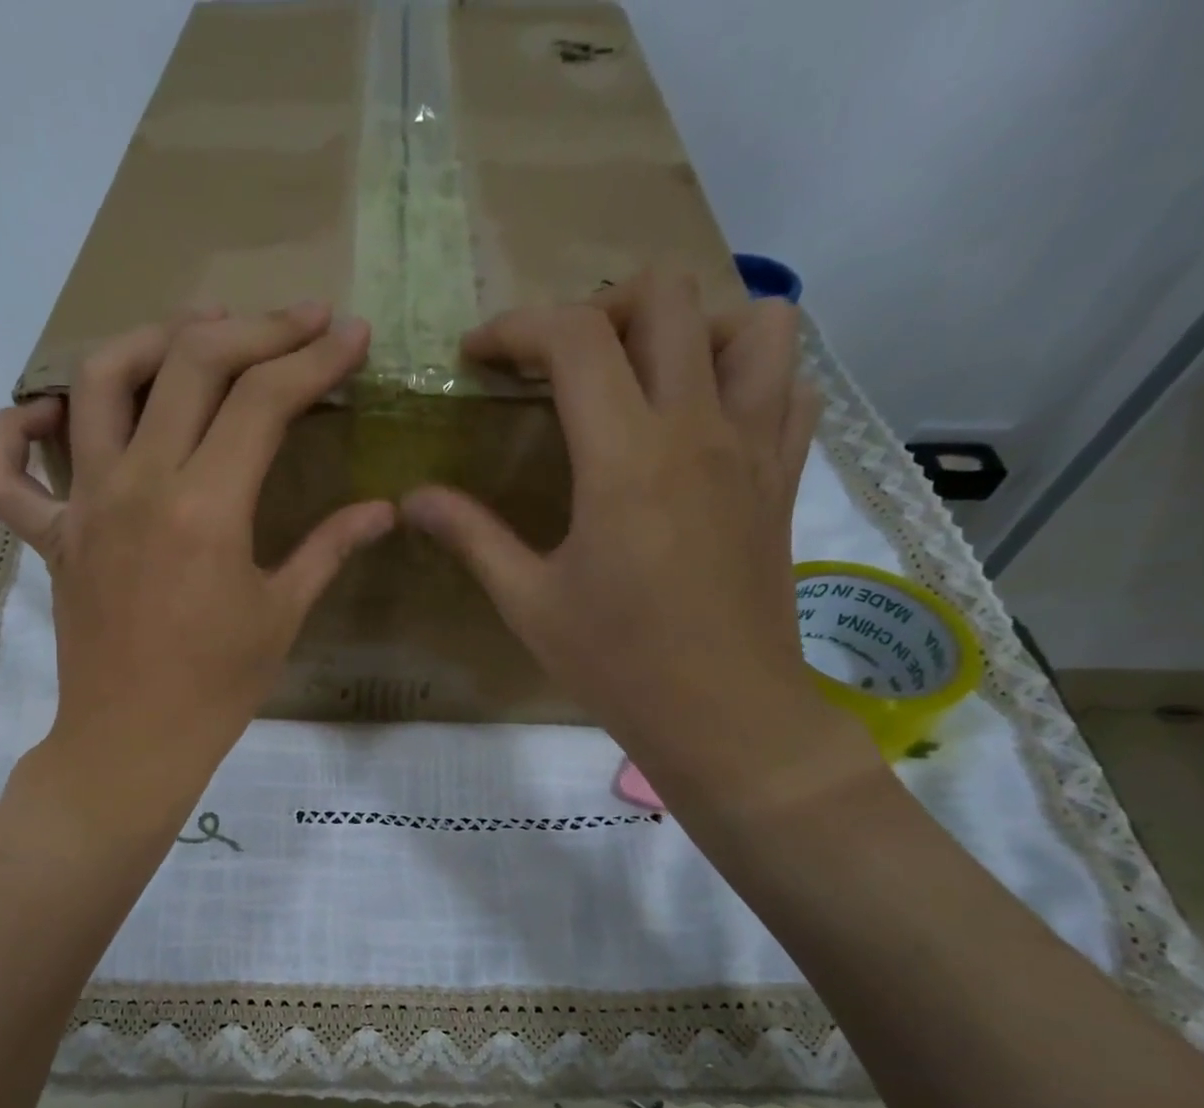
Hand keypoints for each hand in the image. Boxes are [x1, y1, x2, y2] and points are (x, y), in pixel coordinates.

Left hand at [0, 303, 395, 820]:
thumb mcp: (282, 615)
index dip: (314, 358)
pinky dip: (13, 430)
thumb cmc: (217, 688)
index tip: (350, 336)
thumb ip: (330, 548)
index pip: (263, 400)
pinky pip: (4, 472)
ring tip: (195, 335)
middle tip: (295, 323)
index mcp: (206, 508)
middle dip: (252, 328)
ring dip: (149, 340)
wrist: (134, 743)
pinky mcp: (50, 535)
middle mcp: (138, 485)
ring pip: (96, 382)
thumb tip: (384, 508)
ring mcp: (83, 505)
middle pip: (188, 363)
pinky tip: (48, 413)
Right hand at [401, 271, 875, 813]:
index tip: (478, 355)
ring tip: (645, 375)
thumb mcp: (528, 603)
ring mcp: (754, 446)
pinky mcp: (783, 476)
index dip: (516, 328)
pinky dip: (749, 373)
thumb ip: (471, 537)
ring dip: (691, 326)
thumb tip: (413, 497)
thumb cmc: (617, 664)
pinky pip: (790, 383)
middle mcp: (697, 427)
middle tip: (559, 363)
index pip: (574, 338)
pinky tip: (706, 416)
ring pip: (752, 323)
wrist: (722, 713)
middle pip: (665, 297)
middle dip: (598, 307)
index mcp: (624, 458)